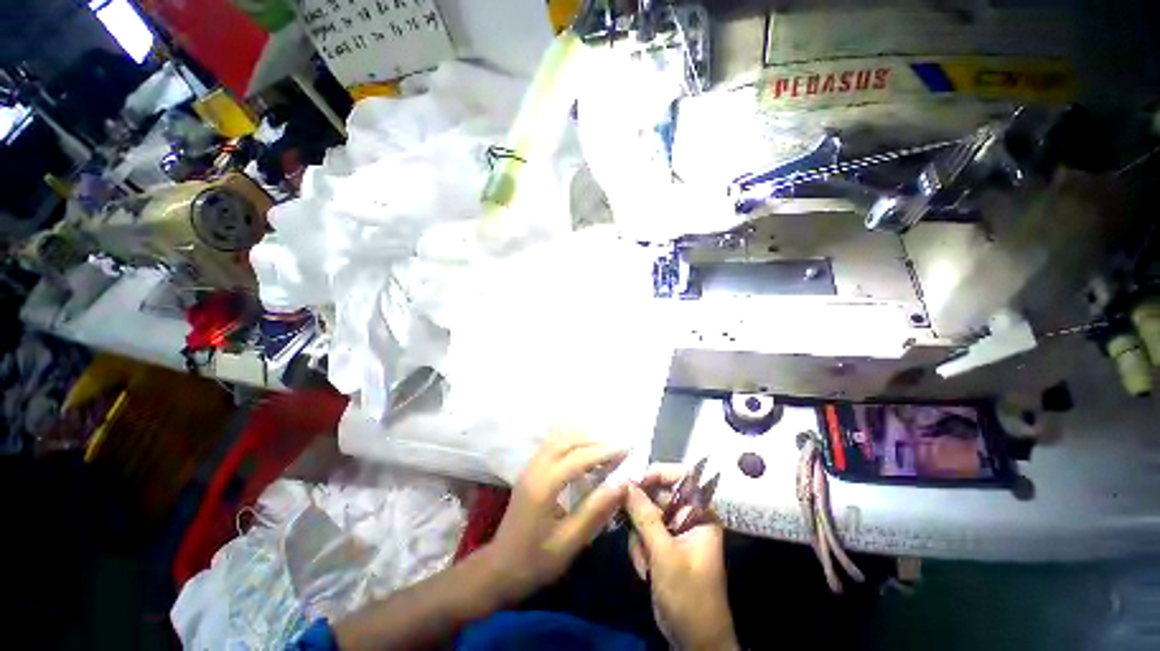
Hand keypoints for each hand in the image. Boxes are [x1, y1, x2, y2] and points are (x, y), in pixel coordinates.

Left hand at [485, 431, 627, 602]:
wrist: (499, 569)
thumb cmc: (535, 561)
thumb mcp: (569, 543)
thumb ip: (595, 511)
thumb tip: (622, 484)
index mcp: (544, 486)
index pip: (579, 458)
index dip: (604, 452)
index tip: (626, 450)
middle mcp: (535, 469)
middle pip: (568, 442)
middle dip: (595, 442)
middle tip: (617, 449)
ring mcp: (530, 468)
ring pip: (558, 440)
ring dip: (582, 440)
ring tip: (604, 449)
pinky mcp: (529, 471)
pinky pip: (551, 446)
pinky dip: (571, 444)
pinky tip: (582, 453)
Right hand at [625, 465, 737, 650]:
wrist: (695, 641)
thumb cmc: (689, 595)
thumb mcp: (665, 555)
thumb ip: (645, 517)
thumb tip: (627, 484)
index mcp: (700, 514)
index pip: (682, 476)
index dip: (659, 473)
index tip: (635, 480)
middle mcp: (689, 517)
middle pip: (659, 494)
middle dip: (641, 512)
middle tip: (624, 520)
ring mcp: (676, 531)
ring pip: (647, 513)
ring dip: (639, 536)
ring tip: (643, 561)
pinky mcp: (665, 545)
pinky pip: (645, 532)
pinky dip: (640, 547)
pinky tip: (643, 568)